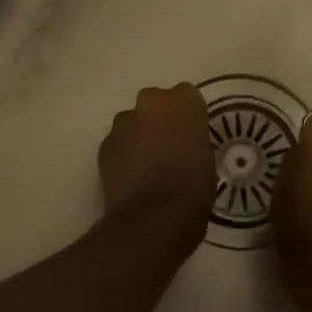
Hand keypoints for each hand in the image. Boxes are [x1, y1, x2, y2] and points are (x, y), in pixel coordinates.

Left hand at [98, 84, 217, 230]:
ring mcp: (123, 123)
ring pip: (133, 122)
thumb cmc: (193, 187)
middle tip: (168, 146)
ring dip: (139, 136)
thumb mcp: (206, 158)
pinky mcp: (104, 145)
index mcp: (183, 102)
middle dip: (159, 119)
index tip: (191, 133)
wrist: (153, 217)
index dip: (188, 115)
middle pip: (155, 103)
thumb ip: (193, 140)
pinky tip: (132, 177)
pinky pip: (118, 143)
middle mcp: (150, 102)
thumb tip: (183, 144)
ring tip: (147, 165)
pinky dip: (123, 154)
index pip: (187, 95)